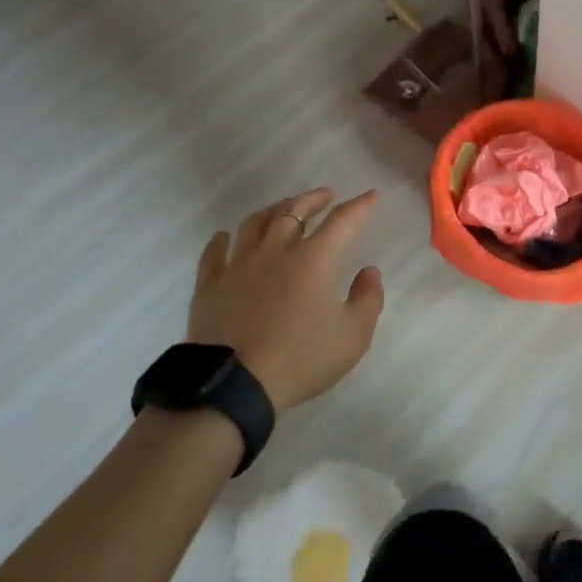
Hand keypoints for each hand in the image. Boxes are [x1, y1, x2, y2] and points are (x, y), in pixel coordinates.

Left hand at [187, 188, 384, 411]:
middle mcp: (276, 251)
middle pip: (294, 211)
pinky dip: (221, 240)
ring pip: (255, 223)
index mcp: (313, 259)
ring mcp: (238, 265)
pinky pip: (214, 253)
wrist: (233, 385)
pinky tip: (225, 236)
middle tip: (326, 195)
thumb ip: (368, 299)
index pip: (342, 221)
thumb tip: (368, 271)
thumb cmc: (300, 359)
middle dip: (313, 199)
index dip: (359, 206)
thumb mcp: (353, 336)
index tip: (371, 195)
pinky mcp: (210, 285)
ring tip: (282, 208)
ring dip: (274, 210)